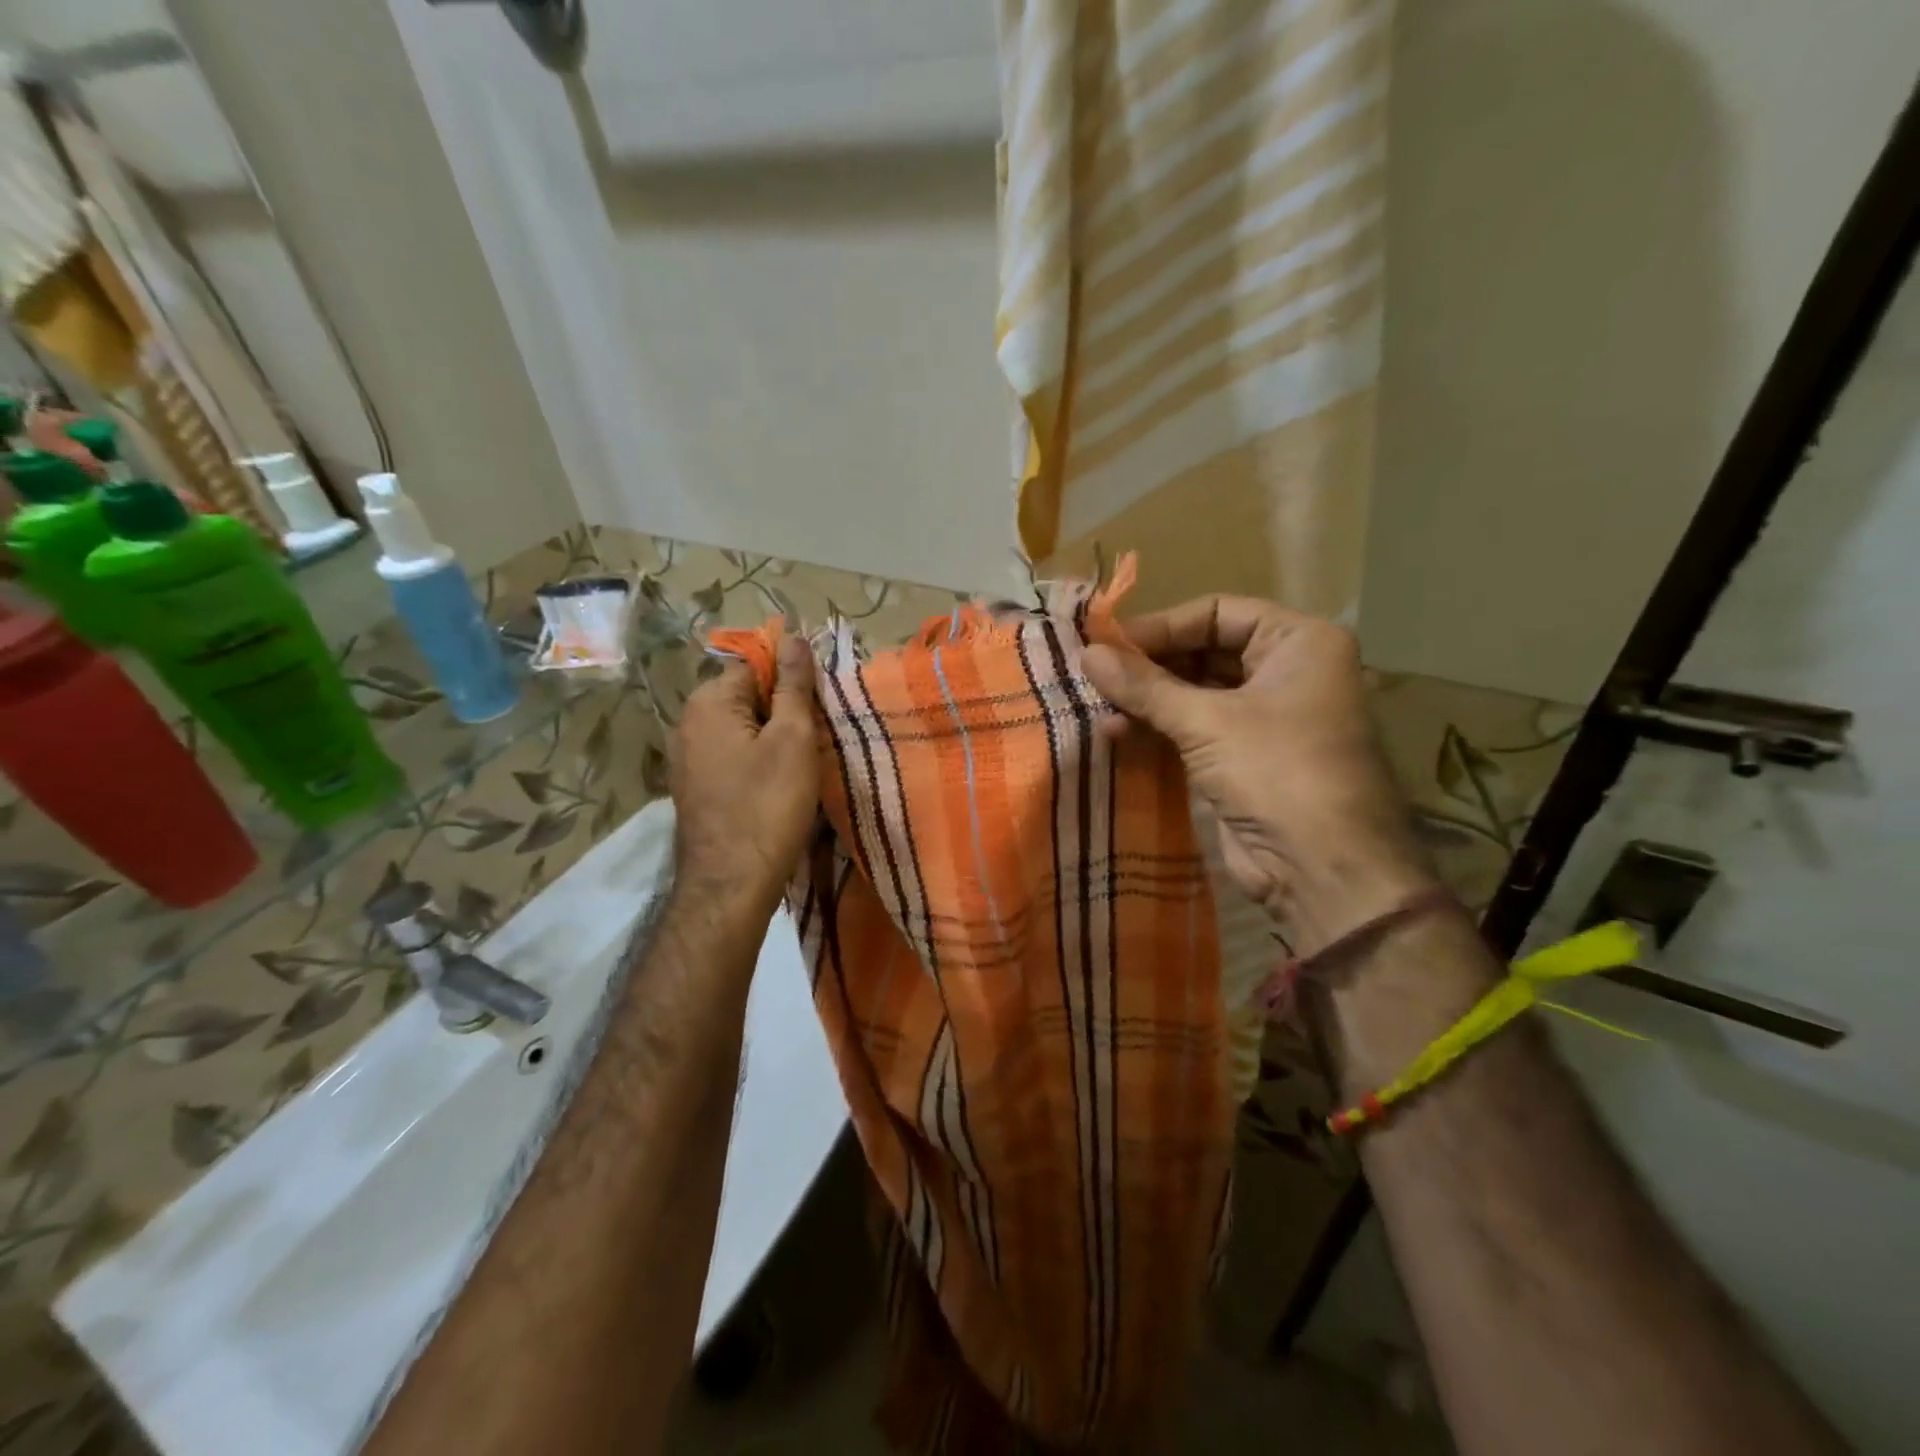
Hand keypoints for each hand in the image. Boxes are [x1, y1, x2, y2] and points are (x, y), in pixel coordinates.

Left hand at [669, 636, 819, 922]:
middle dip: (785, 711)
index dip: (793, 682)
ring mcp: (687, 758)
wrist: (731, 884)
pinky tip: (779, 786)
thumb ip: (793, 685)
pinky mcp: (695, 788)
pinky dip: (758, 762)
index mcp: (708, 702)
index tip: (820, 709)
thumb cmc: (768, 804)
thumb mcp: (793, 738)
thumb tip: (791, 636)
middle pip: (748, 697)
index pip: (756, 666)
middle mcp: (688, 722)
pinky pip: (732, 756)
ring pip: (743, 730)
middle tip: (816, 740)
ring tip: (803, 765)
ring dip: (774, 739)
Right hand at [1081, 596, 1435, 951]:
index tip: (1108, 644)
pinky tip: (1115, 733)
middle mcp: (1286, 671)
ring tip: (1098, 706)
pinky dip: (1157, 727)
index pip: (1217, 613)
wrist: (1321, 869)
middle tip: (1095, 674)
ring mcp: (1264, 717)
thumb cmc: (1277, 772)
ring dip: (1147, 699)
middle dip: (1149, 665)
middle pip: (1204, 650)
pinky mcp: (1243, 757)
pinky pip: (1193, 727)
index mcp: (1298, 642)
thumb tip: (1085, 653)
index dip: (1161, 626)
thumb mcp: (1206, 721)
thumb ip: (1144, 685)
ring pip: (1194, 691)